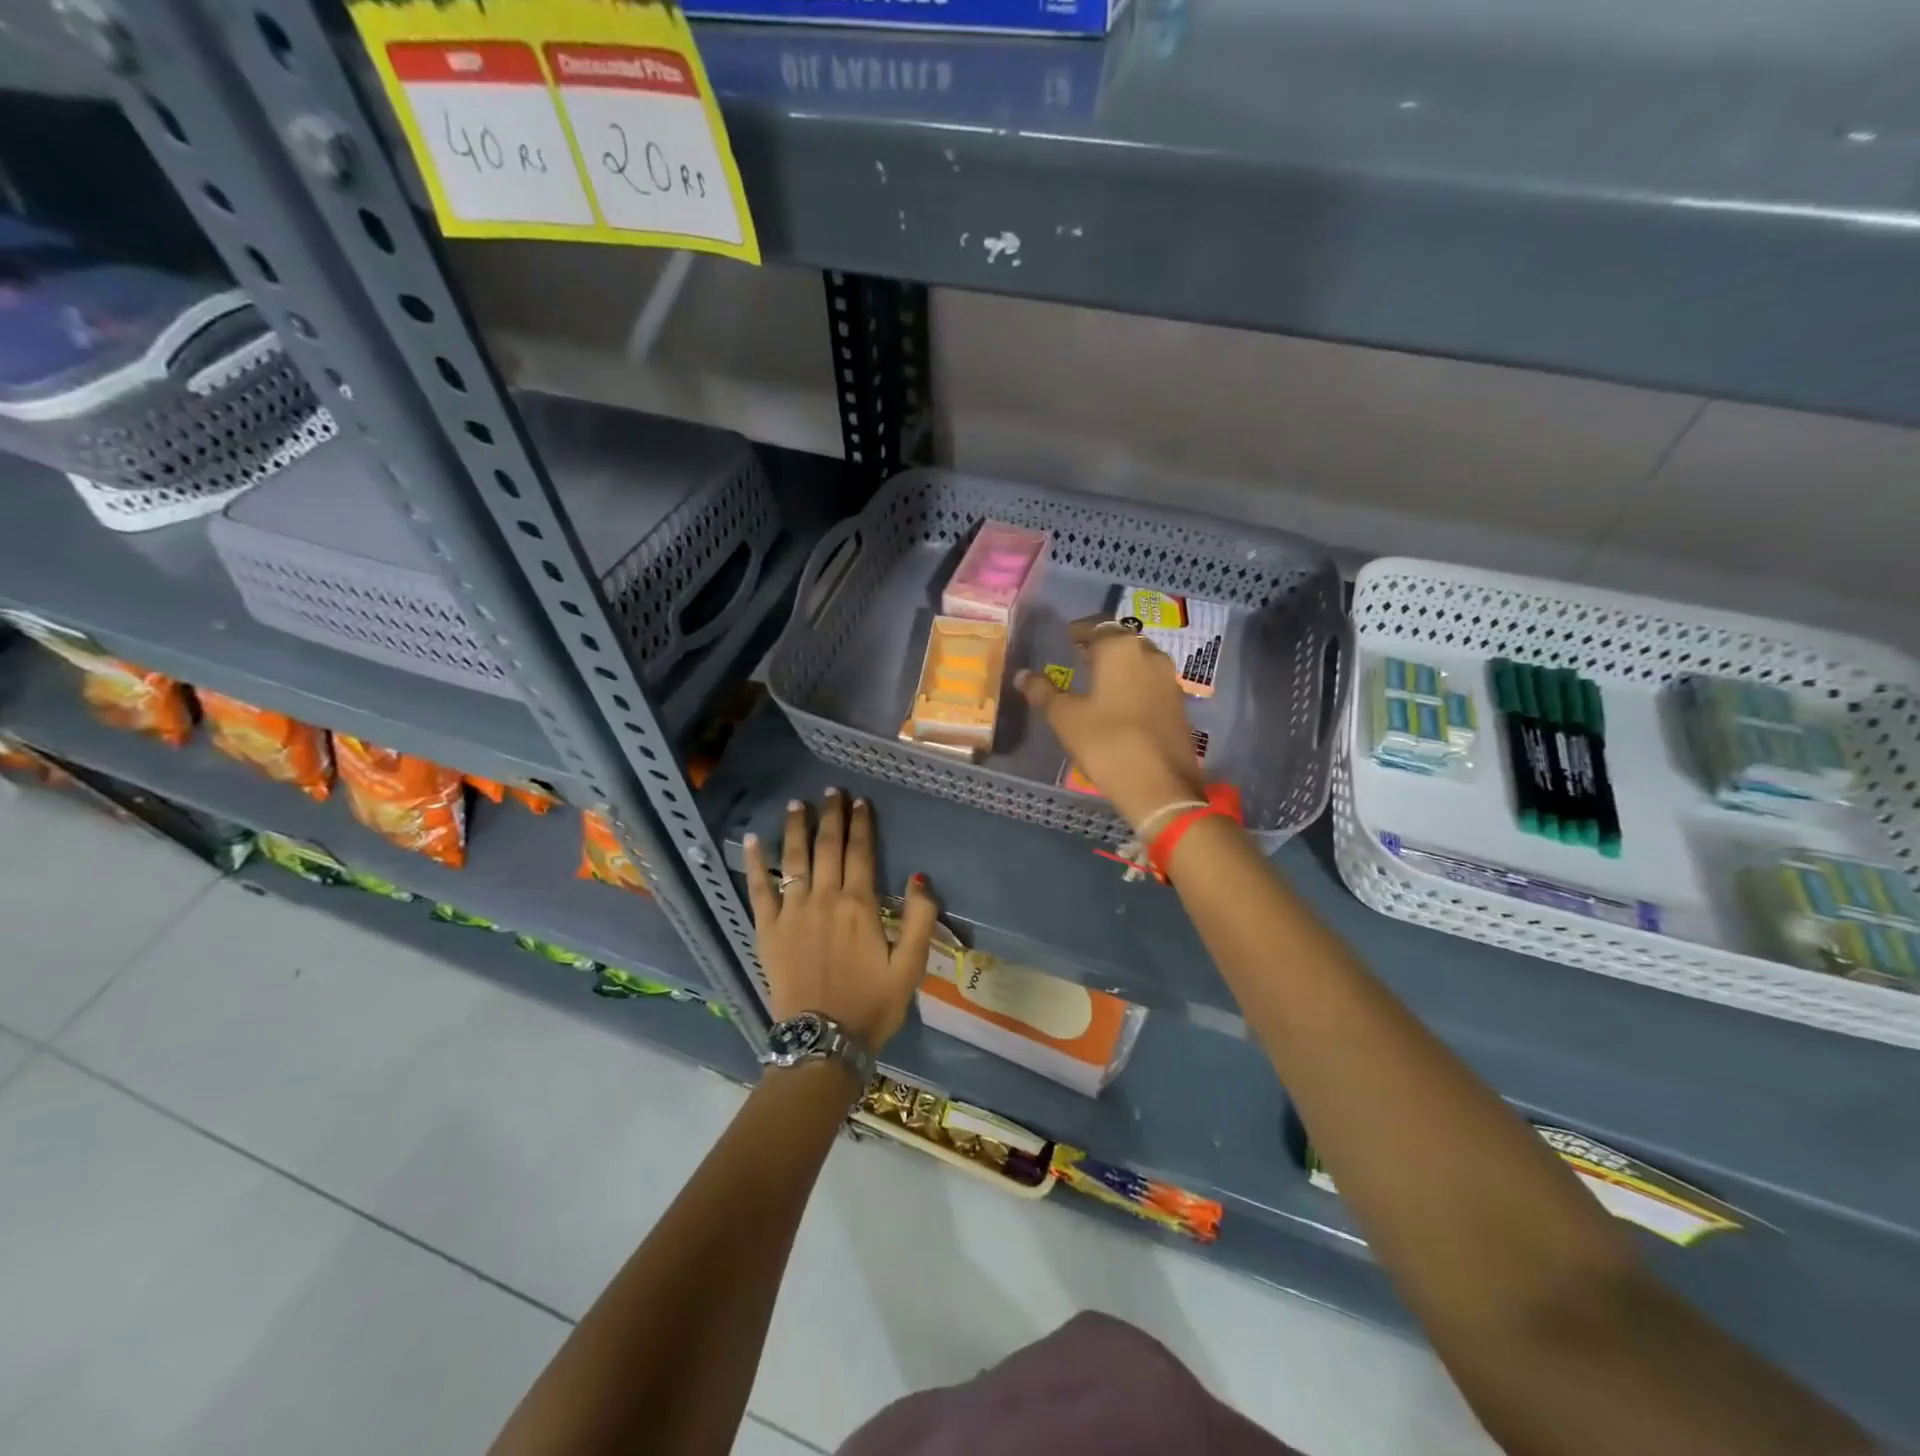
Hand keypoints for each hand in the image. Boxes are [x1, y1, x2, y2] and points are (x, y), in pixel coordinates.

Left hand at [743, 790, 937, 1050]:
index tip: (860, 802)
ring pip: (794, 858)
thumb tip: (919, 875)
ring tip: (797, 804)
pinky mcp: (768, 929)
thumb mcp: (911, 966)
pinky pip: (758, 888)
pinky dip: (754, 863)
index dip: (861, 824)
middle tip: (831, 791)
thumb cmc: (872, 1004)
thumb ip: (920, 918)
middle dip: (831, 815)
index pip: (861, 852)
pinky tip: (752, 840)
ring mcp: (792, 911)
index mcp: (860, 904)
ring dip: (796, 828)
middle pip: (828, 846)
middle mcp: (824, 898)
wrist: (823, 1041)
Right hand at [1017, 624, 1204, 831]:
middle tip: (1080, 655)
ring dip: (1120, 664)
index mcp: (1120, 648)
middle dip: (1101, 645)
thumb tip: (1022, 675)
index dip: (1079, 631)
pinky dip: (1134, 684)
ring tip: (1099, 679)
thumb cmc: (1106, 742)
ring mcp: (1169, 679)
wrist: (1160, 786)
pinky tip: (1120, 702)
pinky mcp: (1179, 704)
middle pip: (1122, 640)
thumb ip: (1043, 692)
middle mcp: (1150, 654)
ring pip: (1140, 660)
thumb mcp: (1065, 717)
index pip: (1096, 626)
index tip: (1066, 637)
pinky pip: (1151, 682)